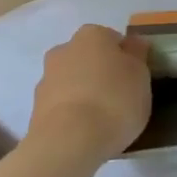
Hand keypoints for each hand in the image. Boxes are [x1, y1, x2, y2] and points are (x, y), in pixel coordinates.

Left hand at [29, 25, 152, 162]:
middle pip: (89, 58)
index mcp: (92, 35)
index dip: (126, 60)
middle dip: (101, 74)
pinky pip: (62, 105)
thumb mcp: (141, 76)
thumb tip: (133, 44)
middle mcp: (64, 49)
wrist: (69, 141)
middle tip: (120, 99)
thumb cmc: (114, 100)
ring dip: (84, 93)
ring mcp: (46, 78)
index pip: (113, 40)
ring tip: (102, 120)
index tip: (135, 80)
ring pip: (72, 81)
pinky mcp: (36, 107)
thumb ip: (137, 56)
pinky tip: (85, 132)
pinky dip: (72, 113)